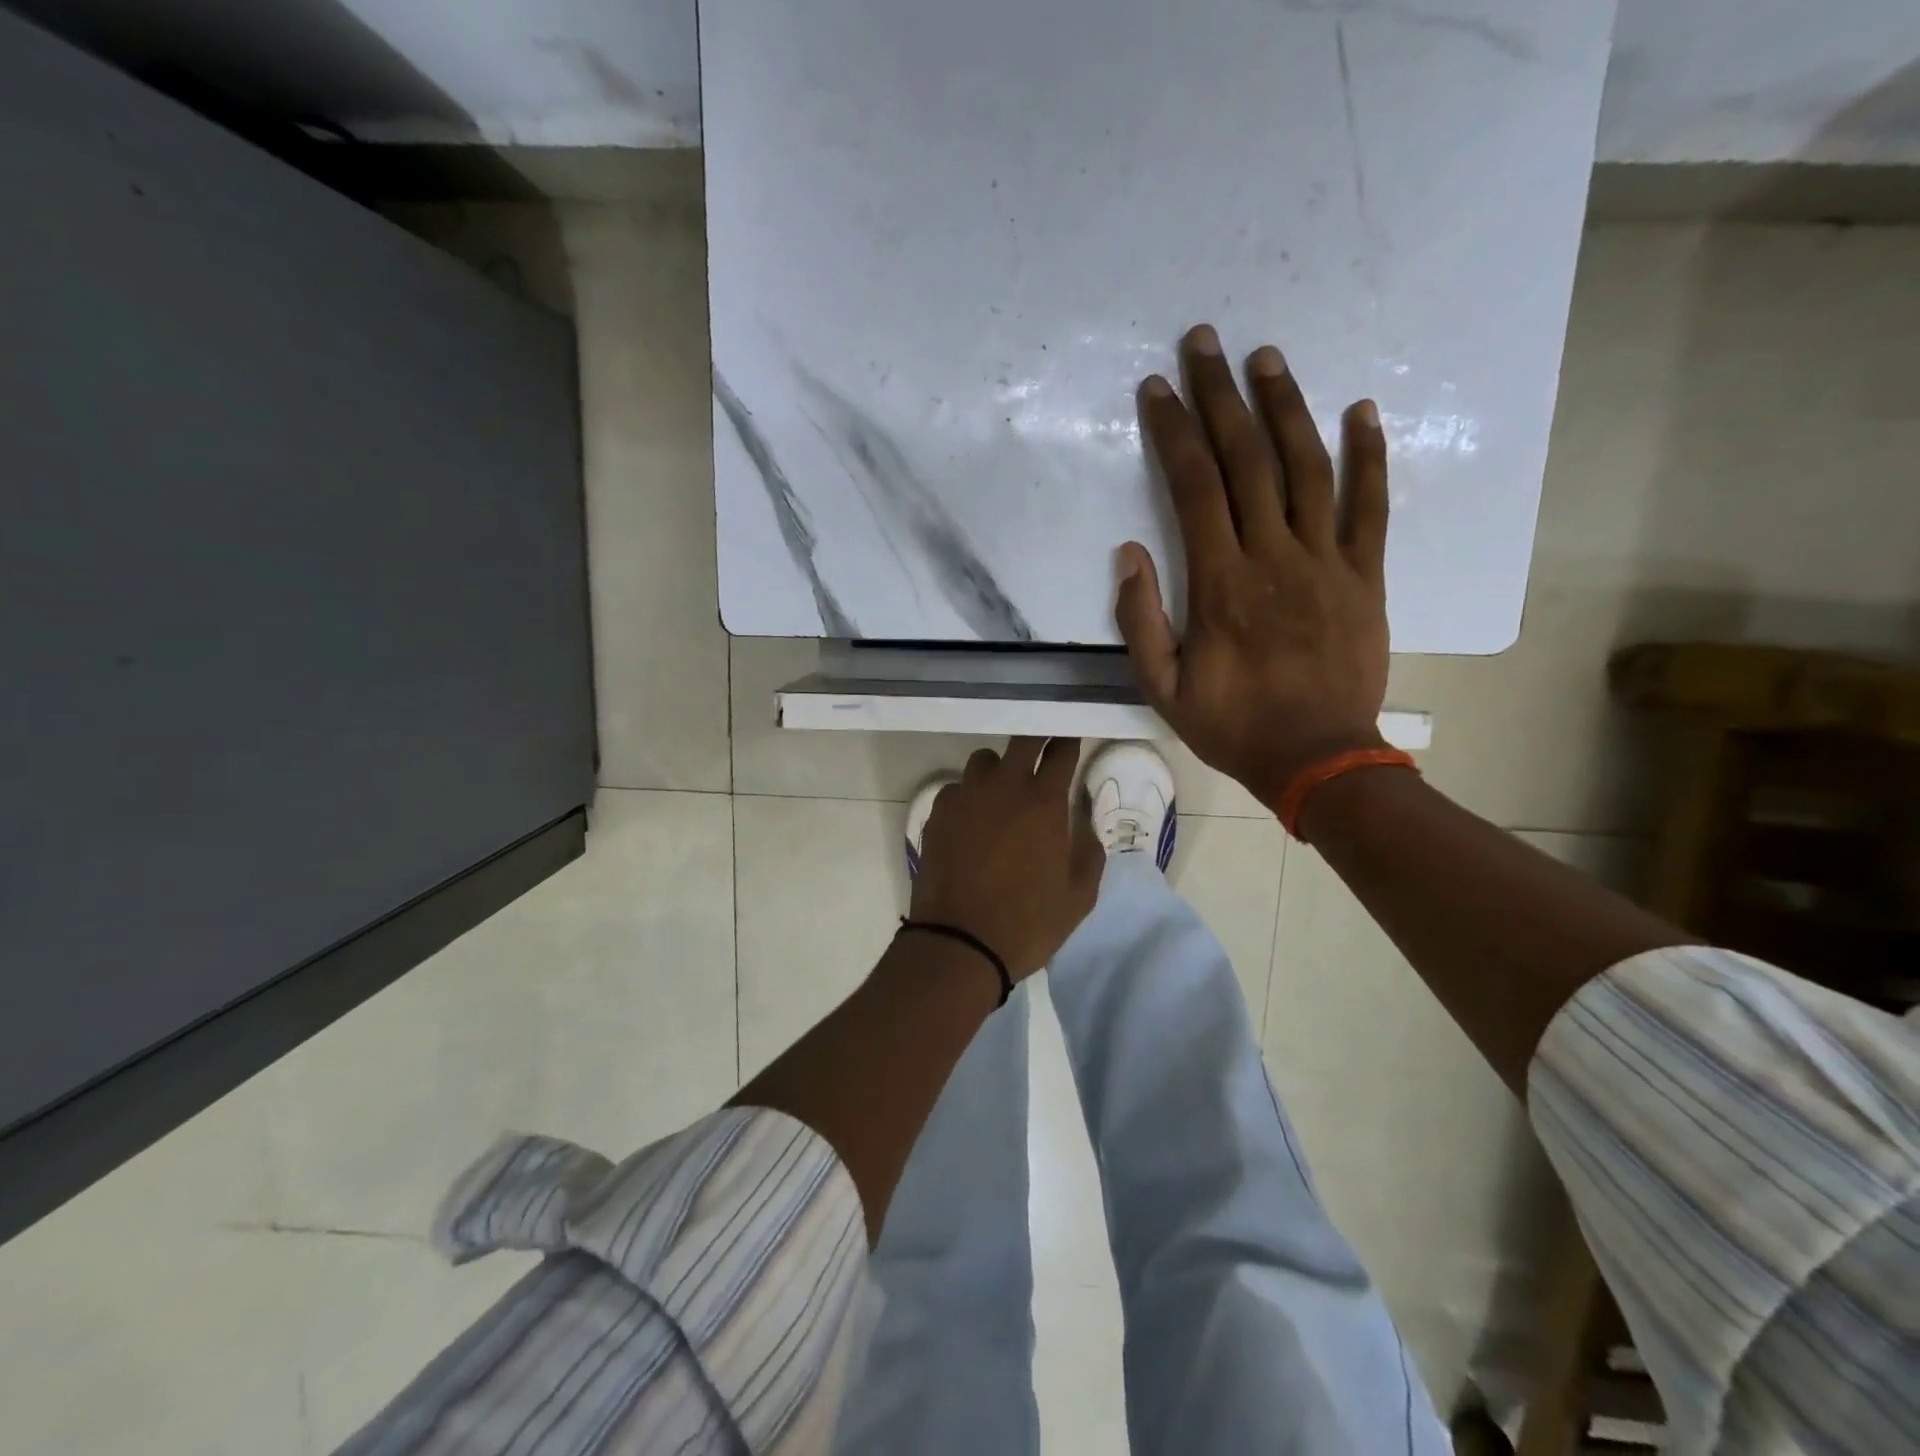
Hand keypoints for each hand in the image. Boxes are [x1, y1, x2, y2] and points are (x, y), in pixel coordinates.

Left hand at [909, 737, 1104, 979]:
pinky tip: (972, 821)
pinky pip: (956, 789)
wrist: (960, 943)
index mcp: (1043, 802)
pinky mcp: (937, 814)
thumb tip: (1082, 823)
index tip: (1070, 739)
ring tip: (1003, 792)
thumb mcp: (1079, 895)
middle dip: (1036, 738)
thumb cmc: (1028, 923)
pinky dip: (968, 796)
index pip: (1060, 752)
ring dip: (999, 768)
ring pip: (984, 761)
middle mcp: (1004, 787)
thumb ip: (1089, 851)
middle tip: (1042, 748)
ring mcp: (965, 797)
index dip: (1068, 741)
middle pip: (1022, 740)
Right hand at [1116, 324, 1391, 811]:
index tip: (1157, 389)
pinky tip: (1361, 410)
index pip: (1194, 488)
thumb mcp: (1163, 687)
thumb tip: (1130, 552)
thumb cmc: (1233, 725)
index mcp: (1220, 584)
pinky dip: (1369, 456)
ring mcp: (1327, 562)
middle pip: (1248, 461)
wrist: (1318, 759)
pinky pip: (1372, 507)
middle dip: (1222, 396)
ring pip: (1308, 468)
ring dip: (1287, 408)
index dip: (1174, 433)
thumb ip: (1141, 620)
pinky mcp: (1366, 575)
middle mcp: (1274, 557)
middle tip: (1205, 341)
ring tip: (1268, 358)